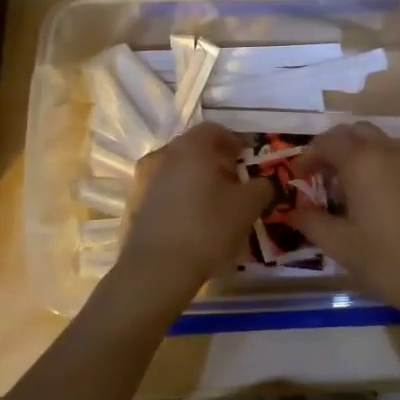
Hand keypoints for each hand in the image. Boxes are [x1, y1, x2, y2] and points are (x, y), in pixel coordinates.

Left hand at [106, 123, 272, 318]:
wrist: (155, 270)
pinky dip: (181, 199)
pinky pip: (165, 192)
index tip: (249, 160)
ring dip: (198, 181)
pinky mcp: (134, 206)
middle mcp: (163, 156)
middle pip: (194, 149)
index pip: (215, 130)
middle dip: (217, 162)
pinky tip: (193, 222)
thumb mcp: (248, 206)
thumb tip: (264, 183)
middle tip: (236, 184)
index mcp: (191, 147)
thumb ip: (262, 187)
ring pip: (178, 171)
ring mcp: (144, 180)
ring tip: (216, 206)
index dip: (236, 142)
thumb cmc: (207, 228)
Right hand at [287, 123, 399, 322]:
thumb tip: (295, 210)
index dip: (308, 156)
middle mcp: (387, 152)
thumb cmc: (387, 260)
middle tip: (319, 175)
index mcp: (362, 162)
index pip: (328, 141)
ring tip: (343, 187)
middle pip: (354, 132)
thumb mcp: (340, 245)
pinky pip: (393, 157)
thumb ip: (311, 222)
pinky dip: (375, 164)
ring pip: (377, 142)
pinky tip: (370, 197)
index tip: (297, 177)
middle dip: (333, 147)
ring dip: (355, 154)